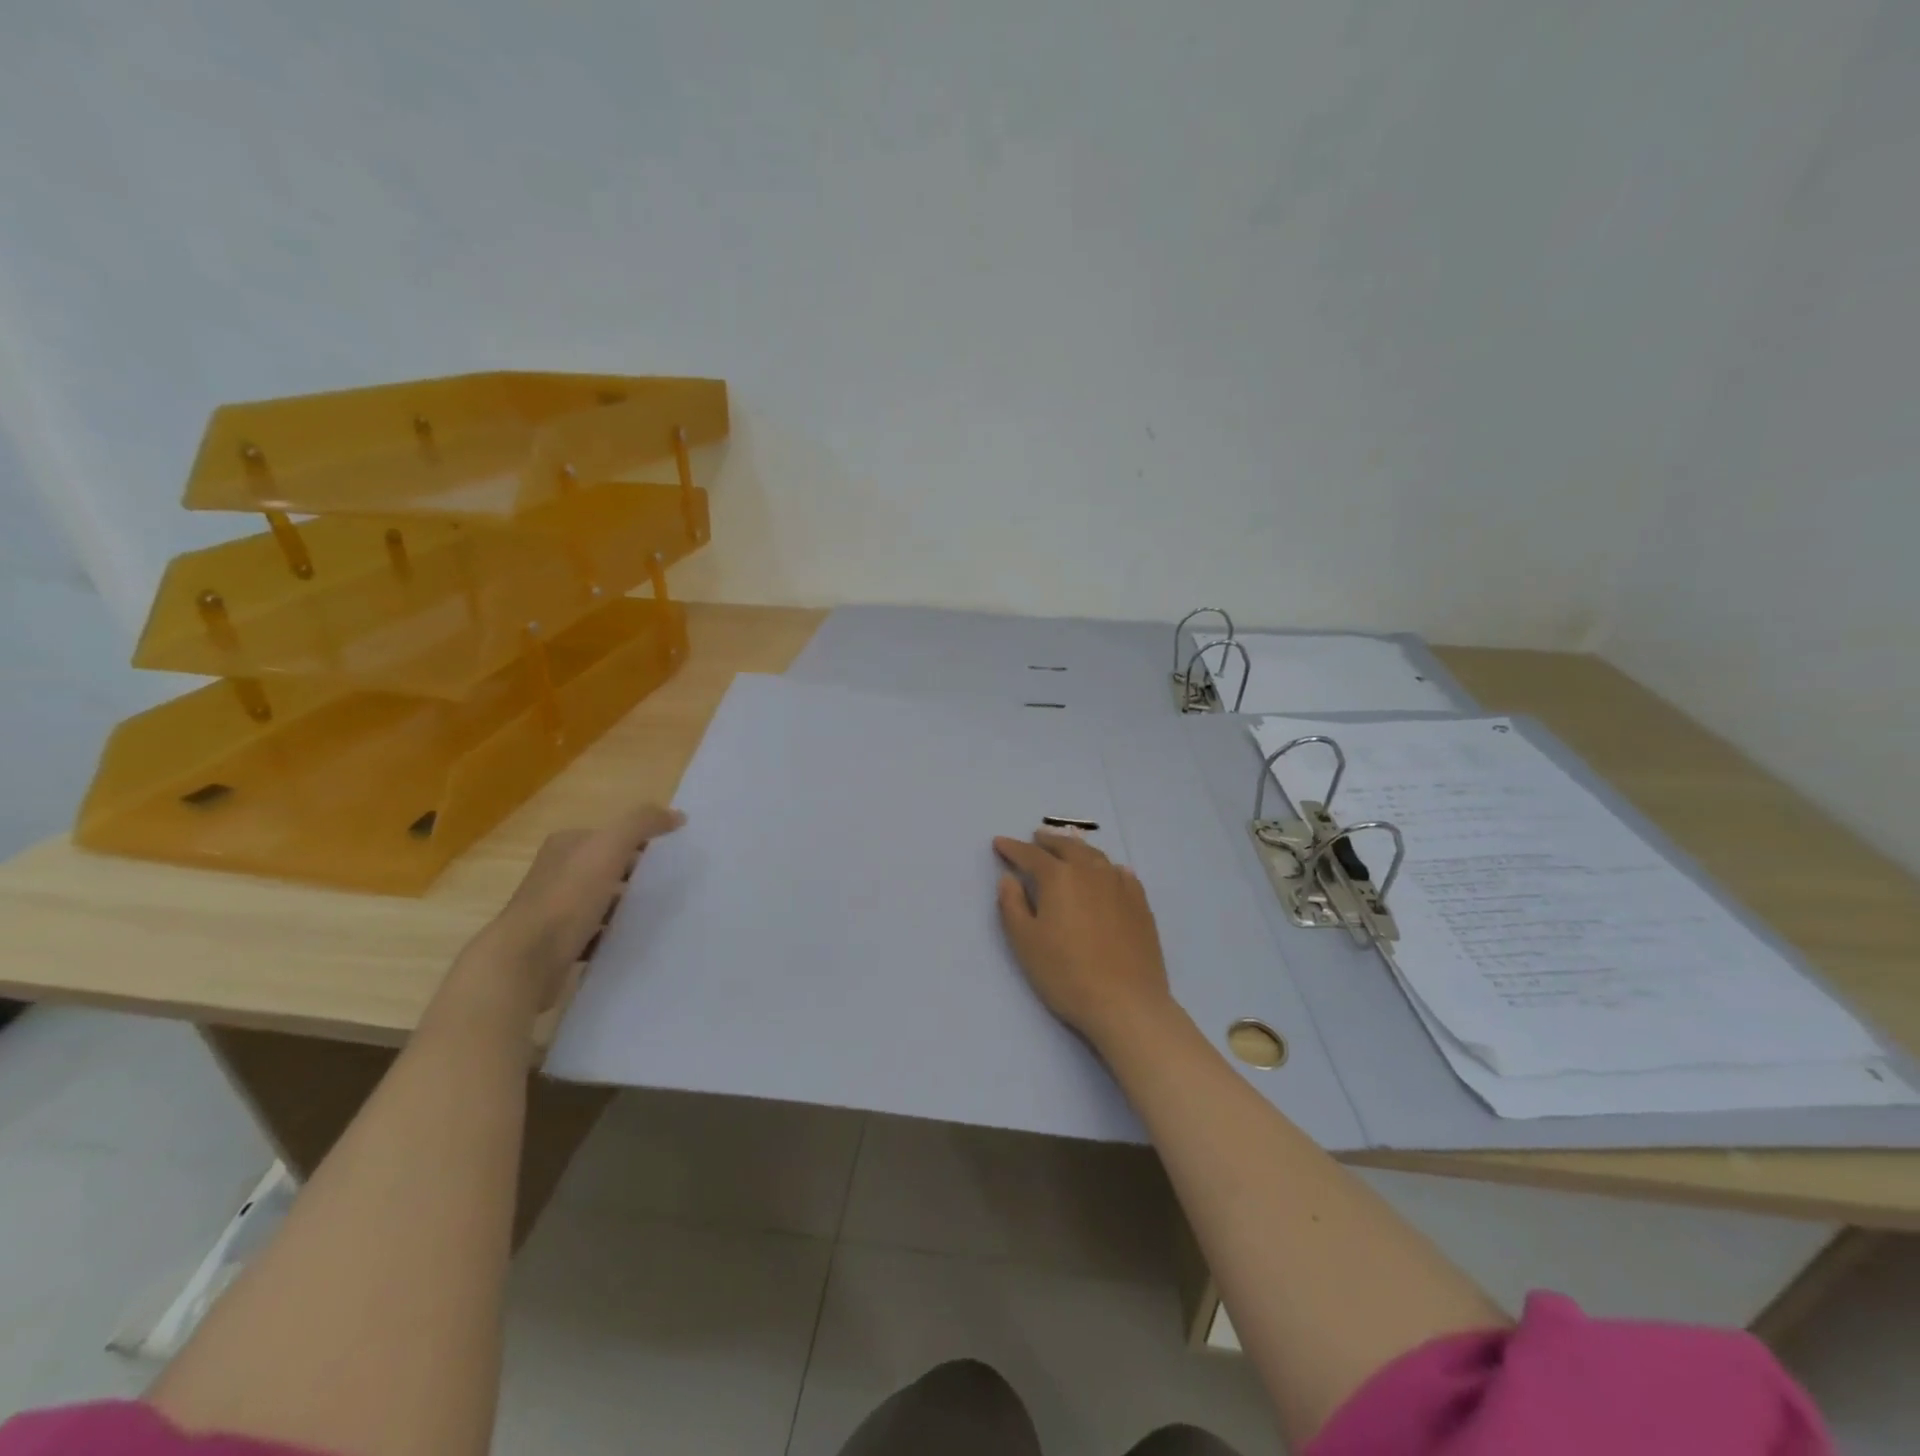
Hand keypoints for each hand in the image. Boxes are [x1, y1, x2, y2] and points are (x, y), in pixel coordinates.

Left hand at [447, 804, 685, 1022]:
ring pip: (602, 901)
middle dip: (636, 875)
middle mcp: (556, 873)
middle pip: (607, 868)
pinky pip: (595, 932)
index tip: (670, 857)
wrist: (526, 959)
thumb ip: (642, 823)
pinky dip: (613, 934)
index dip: (640, 842)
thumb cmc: (568, 897)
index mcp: (566, 846)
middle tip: (670, 885)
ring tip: (656, 913)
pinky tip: (632, 939)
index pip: (610, 835)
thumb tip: (678, 815)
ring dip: (626, 906)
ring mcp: (554, 909)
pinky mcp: (557, 942)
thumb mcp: (610, 846)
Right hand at [992, 831, 1175, 1048]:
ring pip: (1095, 856)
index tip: (999, 842)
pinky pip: (1120, 873)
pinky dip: (1106, 867)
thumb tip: (1009, 878)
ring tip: (1068, 849)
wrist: (1126, 1003)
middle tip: (1036, 837)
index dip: (1012, 848)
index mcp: (1058, 877)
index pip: (1030, 855)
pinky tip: (1107, 873)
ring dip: (1077, 849)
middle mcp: (1090, 872)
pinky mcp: (1140, 904)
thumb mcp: (1025, 942)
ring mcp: (1119, 886)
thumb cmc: (1066, 973)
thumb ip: (1012, 905)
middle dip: (1048, 841)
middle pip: (1066, 847)